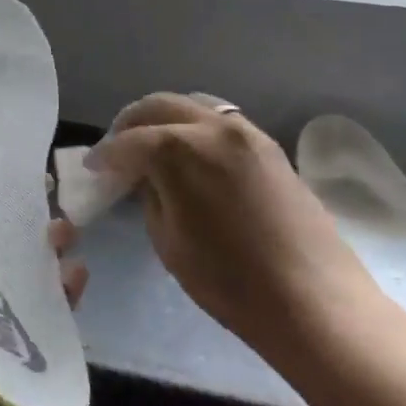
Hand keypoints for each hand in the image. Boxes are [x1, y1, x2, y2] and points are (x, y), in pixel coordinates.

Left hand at [0, 161, 86, 405]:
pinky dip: (62, 297)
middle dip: (28, 223)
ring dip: (50, 255)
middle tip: (55, 200)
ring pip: (26, 277)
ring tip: (70, 232)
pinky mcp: (10, 343)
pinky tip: (78, 274)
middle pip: (2, 244)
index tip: (19, 170)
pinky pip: (42, 315)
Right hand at [88, 94, 371, 362]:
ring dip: (165, 120)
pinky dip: (196, 127)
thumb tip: (147, 179)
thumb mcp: (169, 241)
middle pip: (159, 106)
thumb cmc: (230, 281)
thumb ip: (150, 196)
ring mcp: (247, 132)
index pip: (128, 141)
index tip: (92, 167)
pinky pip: (221, 121)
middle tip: (117, 150)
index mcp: (179, 149)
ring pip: (193, 105)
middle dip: (130, 124)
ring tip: (152, 147)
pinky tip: (190, 154)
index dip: (104, 155)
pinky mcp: (270, 146)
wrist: (313, 300)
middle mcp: (213, 127)